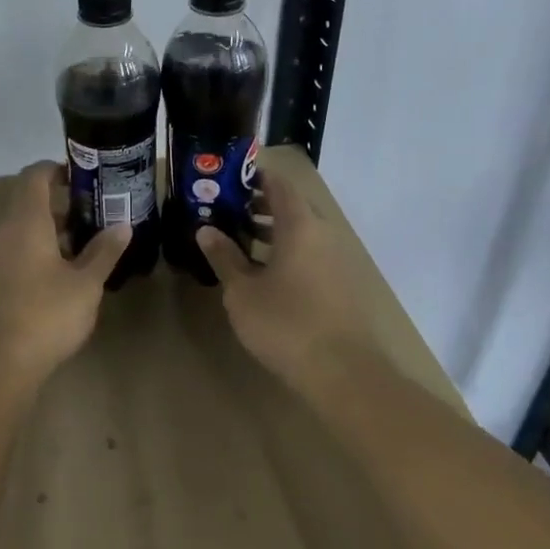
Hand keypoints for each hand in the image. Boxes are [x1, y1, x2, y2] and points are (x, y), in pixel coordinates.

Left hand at [0, 162, 129, 379]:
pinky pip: (12, 251)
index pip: (34, 177)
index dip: (55, 169)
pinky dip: (34, 250)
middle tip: (92, 216)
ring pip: (20, 230)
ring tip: (81, 248)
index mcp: (25, 223)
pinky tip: (58, 275)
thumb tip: (123, 226)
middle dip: (59, 205)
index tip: (80, 176)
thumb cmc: (47, 314)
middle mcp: (2, 232)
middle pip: (27, 203)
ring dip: (48, 231)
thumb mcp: (86, 284)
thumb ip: (104, 251)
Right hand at [195, 163, 372, 387]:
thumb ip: (224, 257)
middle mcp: (322, 234)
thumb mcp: (243, 291)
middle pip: (291, 206)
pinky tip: (262, 271)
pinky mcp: (340, 284)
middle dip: (258, 204)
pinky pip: (309, 253)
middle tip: (225, 208)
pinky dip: (285, 251)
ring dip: (271, 229)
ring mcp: (335, 260)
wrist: (344, 373)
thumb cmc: (286, 324)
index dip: (254, 176)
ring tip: (238, 237)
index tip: (227, 176)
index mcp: (300, 226)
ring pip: (301, 231)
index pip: (278, 184)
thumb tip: (205, 229)